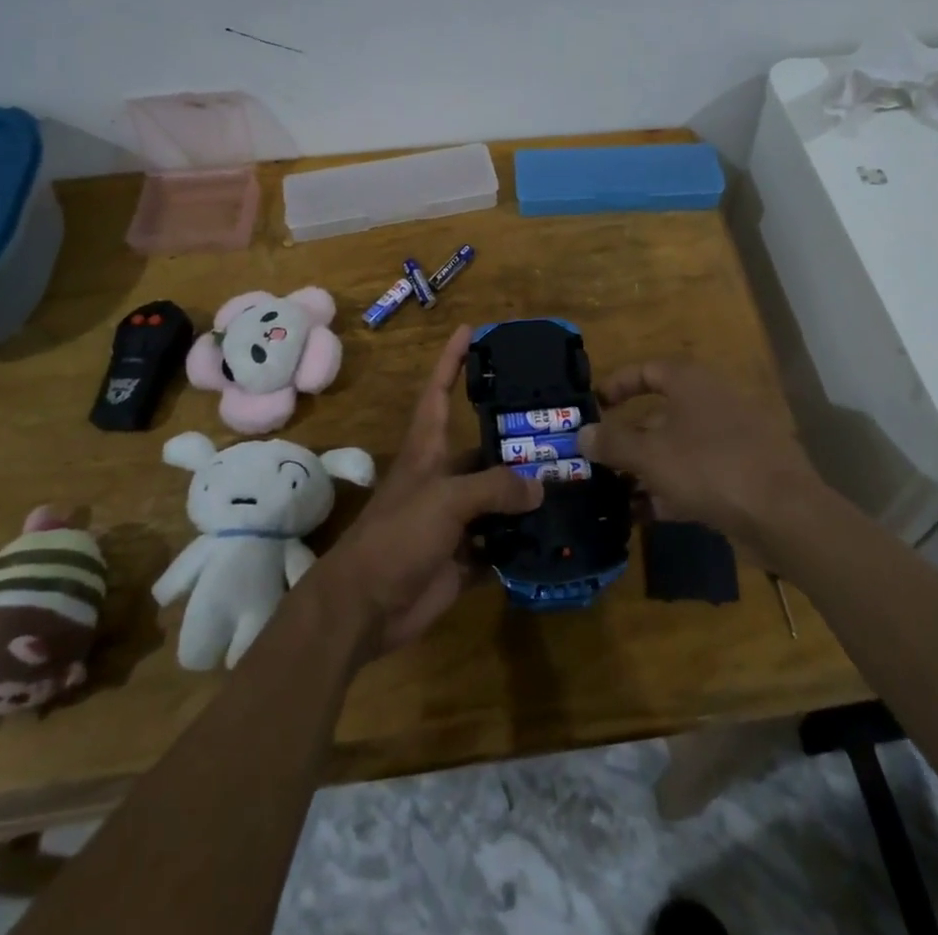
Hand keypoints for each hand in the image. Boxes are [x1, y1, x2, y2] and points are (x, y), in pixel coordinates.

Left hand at [304, 326, 542, 662]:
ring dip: (528, 492)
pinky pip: (503, 542)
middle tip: (563, 426)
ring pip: (499, 497)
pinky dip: (526, 539)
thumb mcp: (445, 500)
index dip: (452, 360)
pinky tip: (560, 531)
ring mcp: (455, 519)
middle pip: (484, 449)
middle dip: (517, 438)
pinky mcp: (465, 557)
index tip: (471, 330)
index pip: (439, 392)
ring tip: (573, 478)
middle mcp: (443, 478)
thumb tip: (540, 487)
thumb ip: (494, 488)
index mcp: (428, 451)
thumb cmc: (396, 536)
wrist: (364, 607)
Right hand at [578, 360, 824, 564]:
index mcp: (691, 383)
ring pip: (676, 448)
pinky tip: (644, 515)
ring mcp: (730, 439)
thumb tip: (582, 433)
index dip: (617, 385)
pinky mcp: (741, 475)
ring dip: (645, 469)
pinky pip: (696, 475)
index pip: (647, 370)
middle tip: (596, 460)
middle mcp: (711, 402)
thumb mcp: (650, 455)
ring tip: (612, 494)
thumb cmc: (709, 467)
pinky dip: (670, 490)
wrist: (784, 513)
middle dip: (627, 438)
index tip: (594, 407)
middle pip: (659, 413)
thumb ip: (612, 442)